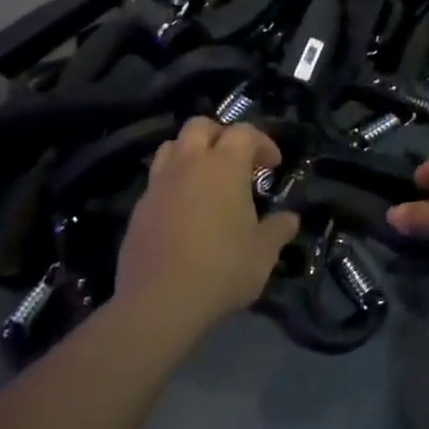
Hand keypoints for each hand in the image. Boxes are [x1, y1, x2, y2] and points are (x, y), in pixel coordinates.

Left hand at [117, 118, 299, 328]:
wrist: (159, 303)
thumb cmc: (221, 270)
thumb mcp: (263, 254)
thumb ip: (278, 229)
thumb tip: (290, 218)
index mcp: (223, 166)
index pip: (243, 132)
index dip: (262, 143)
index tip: (273, 166)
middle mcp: (188, 164)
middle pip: (200, 126)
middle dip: (221, 136)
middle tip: (237, 164)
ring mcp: (158, 184)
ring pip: (171, 147)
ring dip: (192, 154)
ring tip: (207, 181)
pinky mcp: (139, 208)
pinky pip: (158, 180)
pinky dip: (174, 183)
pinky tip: (185, 212)